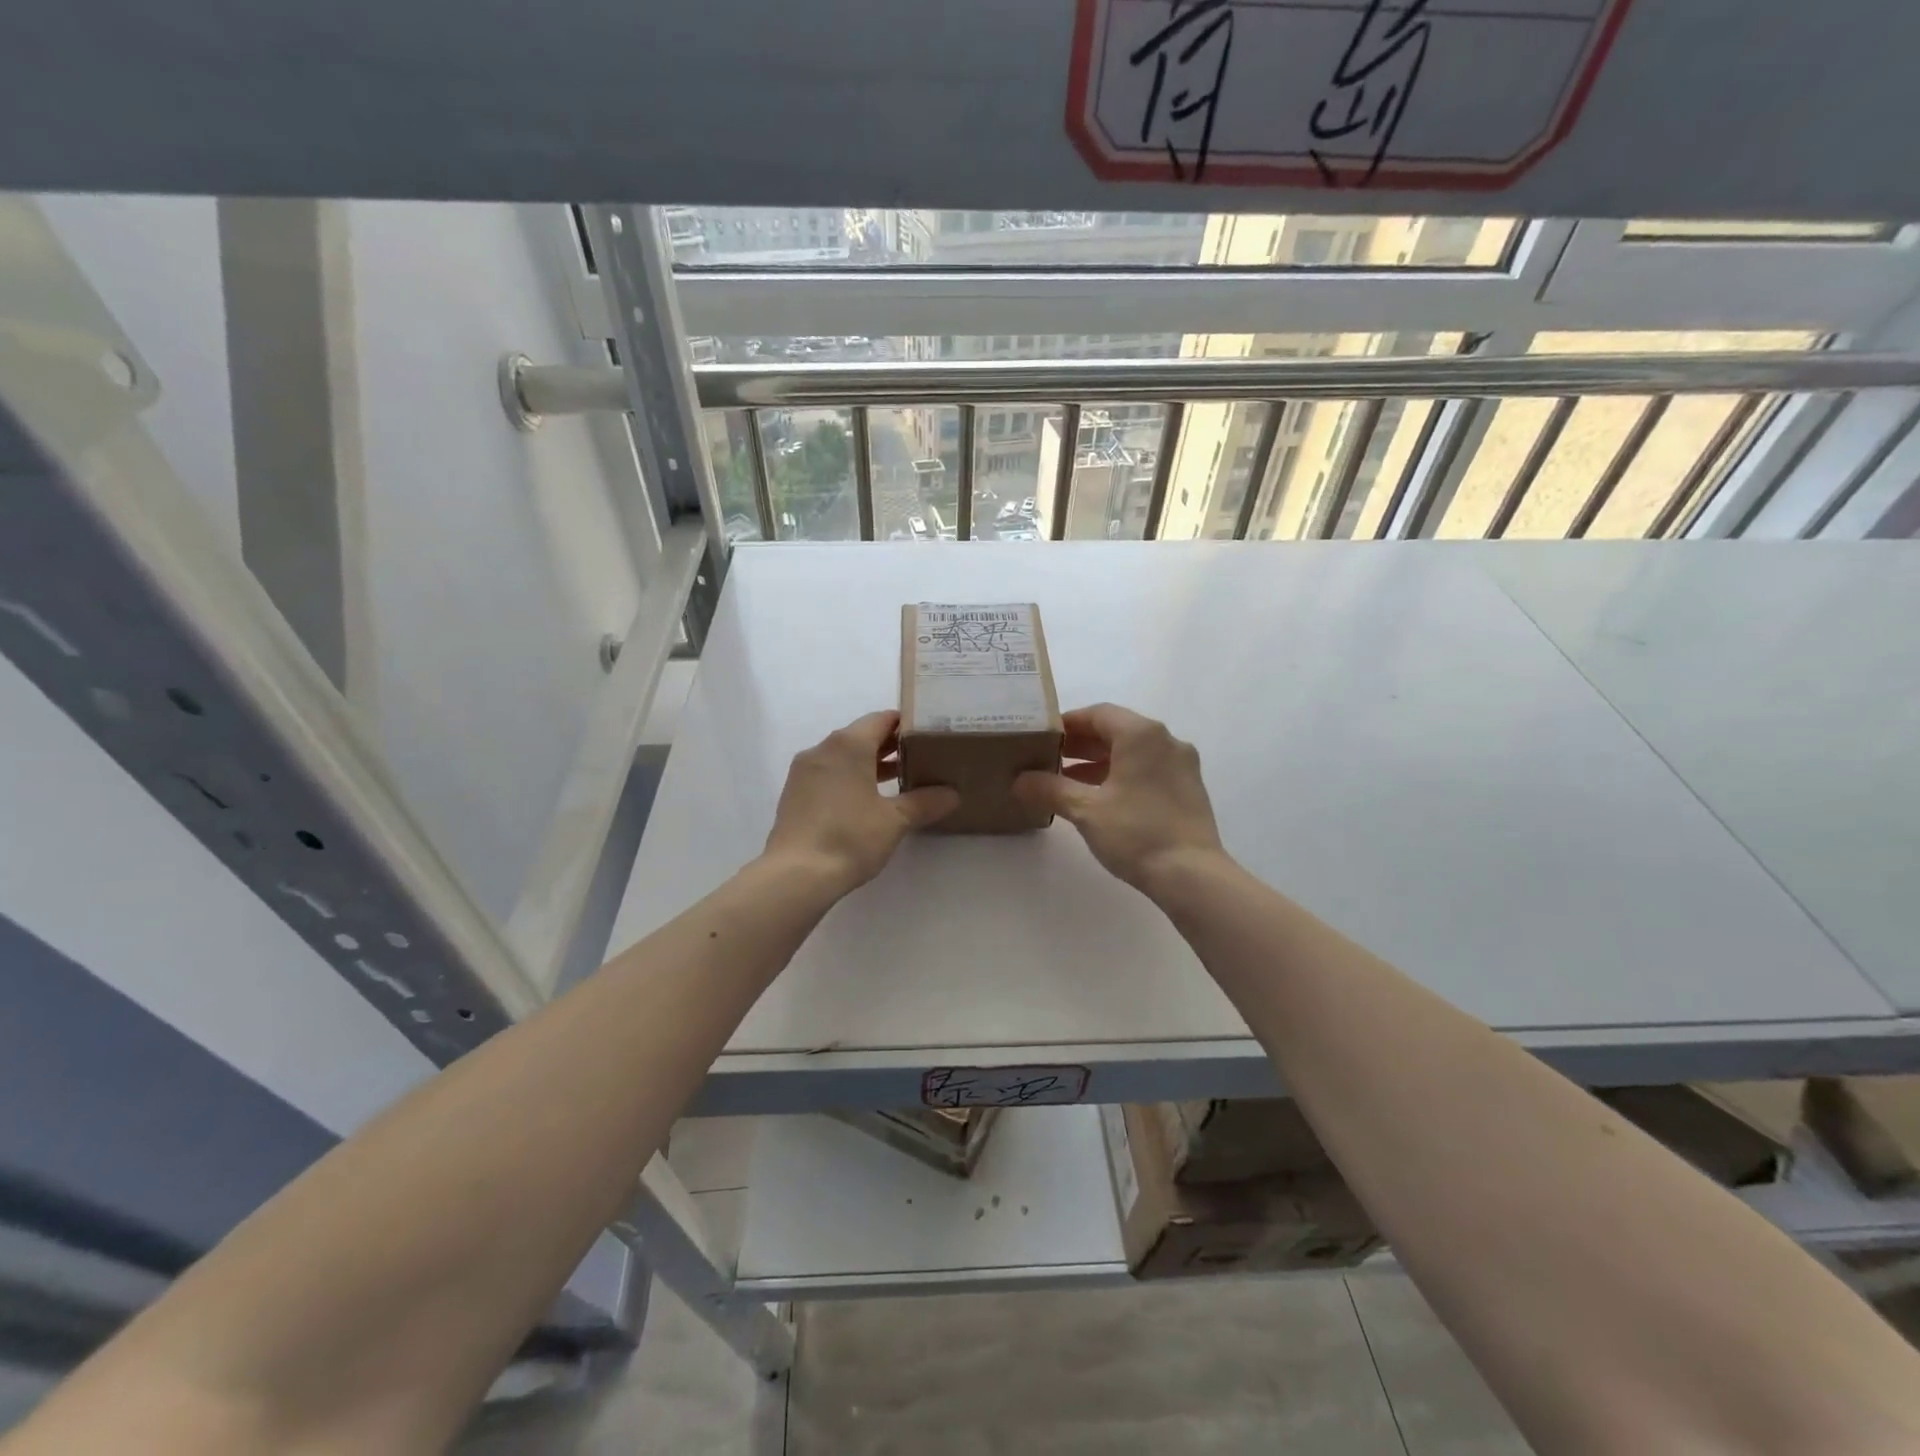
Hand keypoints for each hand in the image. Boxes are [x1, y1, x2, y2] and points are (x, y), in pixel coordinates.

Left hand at [763, 711, 959, 892]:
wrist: (796, 875)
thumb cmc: (850, 837)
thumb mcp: (895, 820)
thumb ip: (925, 802)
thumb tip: (952, 794)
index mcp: (848, 744)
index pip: (881, 719)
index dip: (906, 725)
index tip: (928, 736)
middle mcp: (823, 749)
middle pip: (862, 736)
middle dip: (891, 746)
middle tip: (921, 758)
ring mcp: (804, 771)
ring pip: (844, 757)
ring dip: (870, 764)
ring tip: (901, 780)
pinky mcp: (795, 794)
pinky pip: (829, 775)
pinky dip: (850, 779)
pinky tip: (868, 801)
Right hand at [1013, 704, 1224, 893]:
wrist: (1192, 875)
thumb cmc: (1136, 833)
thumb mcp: (1085, 810)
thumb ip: (1050, 789)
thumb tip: (1019, 780)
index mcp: (1142, 734)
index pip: (1098, 713)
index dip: (1067, 724)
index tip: (1042, 738)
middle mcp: (1166, 740)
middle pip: (1116, 730)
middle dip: (1081, 744)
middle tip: (1049, 759)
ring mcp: (1181, 765)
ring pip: (1133, 752)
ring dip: (1099, 762)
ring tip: (1066, 781)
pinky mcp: (1188, 788)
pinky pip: (1148, 769)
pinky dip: (1121, 775)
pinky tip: (1099, 798)